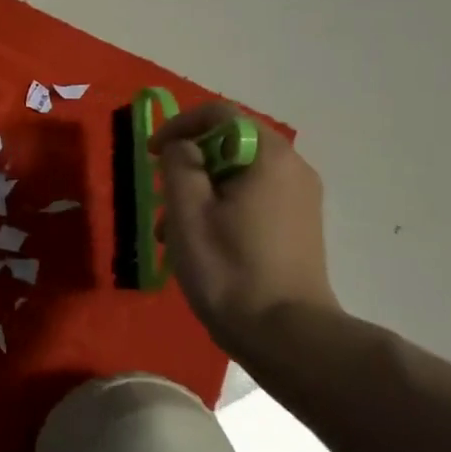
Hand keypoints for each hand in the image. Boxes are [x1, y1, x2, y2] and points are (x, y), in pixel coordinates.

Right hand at [152, 103, 338, 352]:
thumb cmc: (229, 269)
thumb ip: (178, 163)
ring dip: (200, 192)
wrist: (287, 336)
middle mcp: (293, 168)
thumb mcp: (187, 212)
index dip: (179, 125)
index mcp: (269, 156)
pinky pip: (253, 199)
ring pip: (238, 176)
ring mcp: (300, 199)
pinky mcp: (299, 226)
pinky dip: (222, 208)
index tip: (150, 153)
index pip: (220, 115)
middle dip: (188, 165)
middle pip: (229, 145)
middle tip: (160, 198)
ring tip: (172, 231)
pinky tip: (201, 244)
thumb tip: (181, 145)